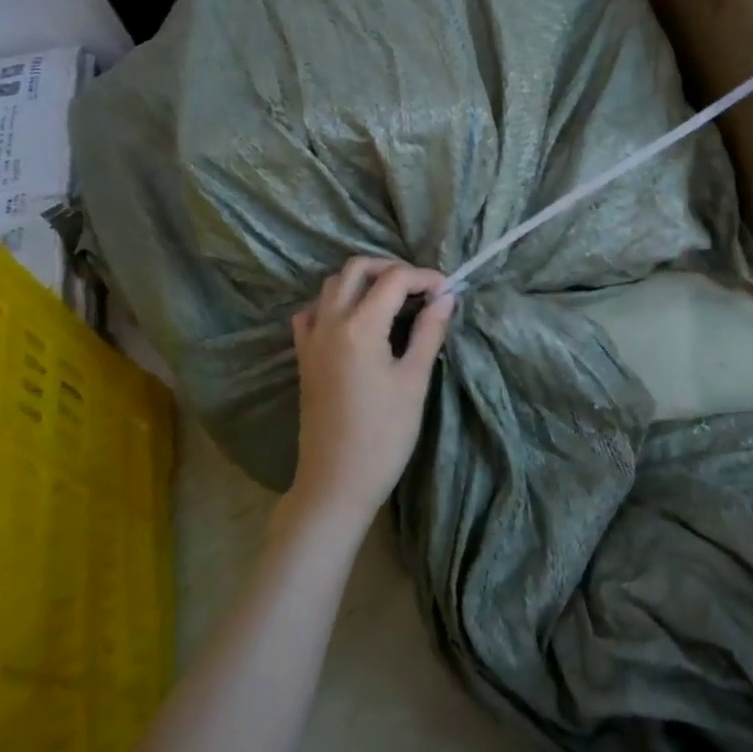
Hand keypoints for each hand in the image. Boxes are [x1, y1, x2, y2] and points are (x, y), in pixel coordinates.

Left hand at [289, 257, 454, 523]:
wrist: (336, 482)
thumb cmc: (384, 435)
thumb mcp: (414, 381)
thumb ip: (429, 332)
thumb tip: (446, 297)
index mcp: (359, 326)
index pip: (394, 279)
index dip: (425, 277)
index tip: (448, 291)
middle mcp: (329, 322)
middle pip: (357, 269)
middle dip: (391, 269)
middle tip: (421, 289)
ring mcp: (311, 338)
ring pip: (332, 286)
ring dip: (363, 281)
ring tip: (394, 300)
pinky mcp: (303, 356)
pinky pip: (312, 312)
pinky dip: (334, 303)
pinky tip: (354, 320)